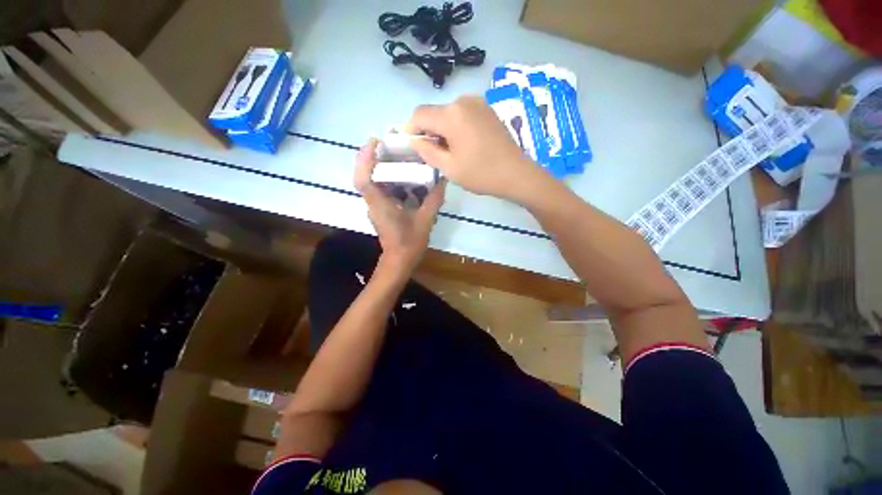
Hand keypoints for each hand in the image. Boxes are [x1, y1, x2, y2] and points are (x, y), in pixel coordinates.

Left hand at [354, 139, 446, 272]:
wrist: (399, 261)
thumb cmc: (409, 243)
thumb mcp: (425, 220)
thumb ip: (434, 200)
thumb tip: (443, 181)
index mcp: (380, 205)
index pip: (364, 179)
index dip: (365, 159)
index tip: (374, 142)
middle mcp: (373, 203)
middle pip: (366, 176)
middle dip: (373, 158)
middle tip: (389, 144)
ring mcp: (375, 207)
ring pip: (372, 182)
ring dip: (380, 168)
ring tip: (397, 156)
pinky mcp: (380, 211)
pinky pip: (380, 190)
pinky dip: (388, 180)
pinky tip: (403, 178)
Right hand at [403, 95, 550, 202]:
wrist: (516, 174)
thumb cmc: (481, 174)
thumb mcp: (449, 167)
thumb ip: (427, 151)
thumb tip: (414, 140)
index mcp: (451, 114)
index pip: (419, 115)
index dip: (410, 129)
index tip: (410, 145)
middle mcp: (463, 101)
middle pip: (434, 113)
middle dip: (428, 131)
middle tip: (431, 153)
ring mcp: (478, 103)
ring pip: (448, 114)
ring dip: (442, 129)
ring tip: (449, 151)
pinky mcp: (487, 110)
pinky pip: (462, 114)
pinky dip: (456, 127)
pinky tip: (463, 144)